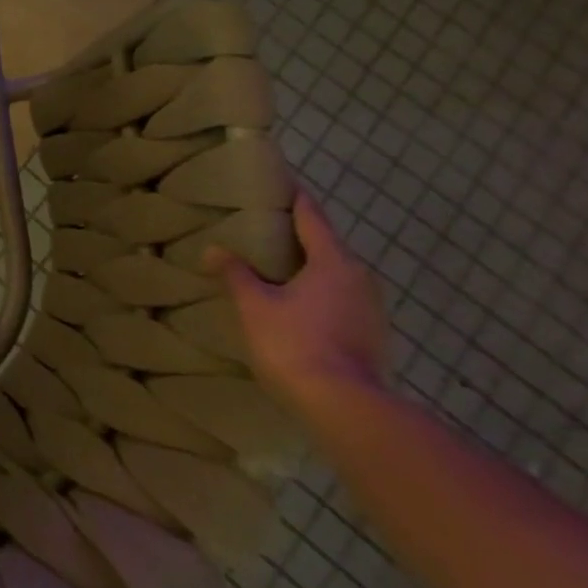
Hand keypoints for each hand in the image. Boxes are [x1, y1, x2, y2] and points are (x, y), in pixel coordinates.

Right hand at [208, 192, 392, 413]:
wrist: (344, 405)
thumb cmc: (295, 342)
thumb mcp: (255, 305)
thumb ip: (236, 274)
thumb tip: (215, 249)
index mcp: (333, 261)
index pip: (312, 217)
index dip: (295, 198)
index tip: (282, 181)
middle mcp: (360, 277)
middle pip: (326, 246)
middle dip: (297, 236)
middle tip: (264, 229)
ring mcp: (372, 309)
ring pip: (334, 275)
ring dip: (308, 269)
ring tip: (275, 268)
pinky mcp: (372, 336)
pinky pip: (339, 300)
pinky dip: (317, 294)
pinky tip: (295, 305)